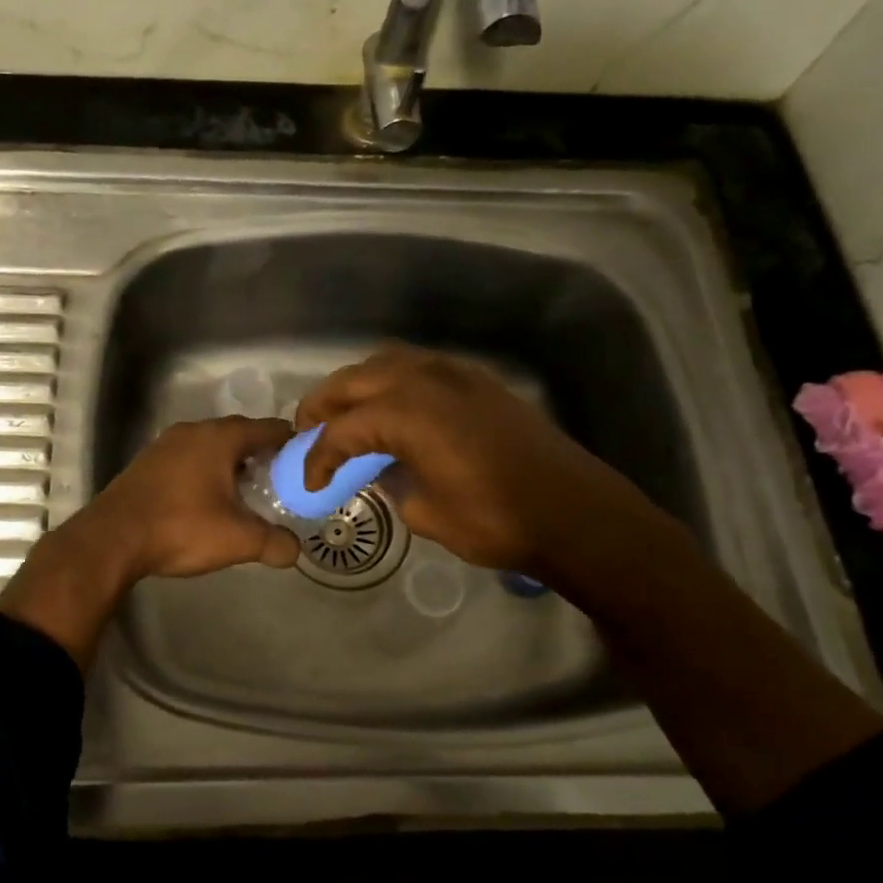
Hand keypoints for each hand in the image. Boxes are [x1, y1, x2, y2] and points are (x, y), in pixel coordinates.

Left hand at [82, 416, 300, 580]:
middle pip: (239, 434)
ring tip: (248, 493)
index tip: (307, 462)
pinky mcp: (147, 463)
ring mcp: (165, 444)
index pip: (269, 428)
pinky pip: (188, 458)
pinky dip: (205, 471)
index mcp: (220, 438)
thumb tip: (294, 551)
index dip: (293, 443)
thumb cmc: (181, 528)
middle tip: (281, 481)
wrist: (112, 539)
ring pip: (210, 446)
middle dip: (262, 455)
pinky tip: (208, 499)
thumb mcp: (237, 540)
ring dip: (231, 464)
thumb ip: (274, 543)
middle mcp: (193, 431)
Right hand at [295, 344, 654, 578]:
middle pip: (355, 380)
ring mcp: (456, 375)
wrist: (573, 513)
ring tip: (345, 413)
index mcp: (407, 414)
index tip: (309, 480)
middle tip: (308, 431)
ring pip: (387, 362)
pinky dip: (392, 381)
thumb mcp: (426, 512)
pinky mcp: (479, 382)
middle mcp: (426, 381)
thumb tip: (381, 468)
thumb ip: (391, 482)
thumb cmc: (495, 520)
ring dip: (357, 385)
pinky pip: (420, 366)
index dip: (319, 456)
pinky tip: (392, 408)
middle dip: (324, 405)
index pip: (344, 429)